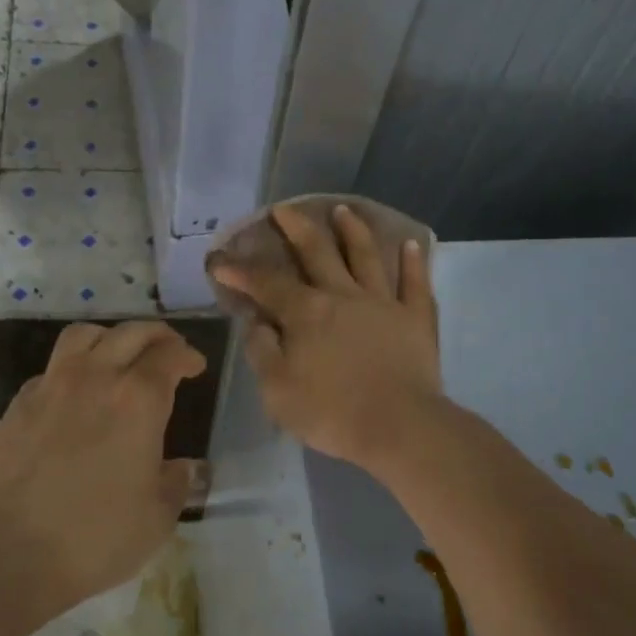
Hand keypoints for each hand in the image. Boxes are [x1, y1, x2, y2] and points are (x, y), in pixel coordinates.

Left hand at [0, 321, 205, 609]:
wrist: (12, 553)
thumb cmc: (98, 537)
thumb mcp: (158, 517)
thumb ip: (175, 483)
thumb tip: (182, 468)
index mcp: (138, 400)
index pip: (169, 356)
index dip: (187, 356)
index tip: (195, 366)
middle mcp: (95, 379)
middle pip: (130, 333)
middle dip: (156, 335)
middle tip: (167, 350)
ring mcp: (50, 388)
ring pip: (82, 336)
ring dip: (109, 338)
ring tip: (117, 356)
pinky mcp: (17, 407)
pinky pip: (49, 371)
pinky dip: (70, 372)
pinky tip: (73, 398)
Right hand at [210, 203, 442, 471]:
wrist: (398, 426)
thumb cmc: (331, 412)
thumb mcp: (277, 390)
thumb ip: (262, 351)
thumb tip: (256, 322)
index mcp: (306, 312)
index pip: (266, 283)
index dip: (240, 270)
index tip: (220, 260)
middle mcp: (343, 295)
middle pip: (317, 252)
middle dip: (297, 228)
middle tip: (283, 209)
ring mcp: (382, 303)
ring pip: (366, 256)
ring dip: (353, 230)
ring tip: (342, 210)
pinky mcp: (415, 318)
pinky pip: (415, 283)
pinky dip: (413, 262)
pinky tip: (410, 243)